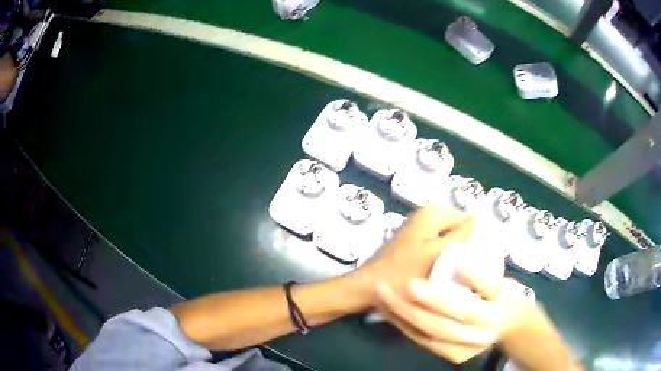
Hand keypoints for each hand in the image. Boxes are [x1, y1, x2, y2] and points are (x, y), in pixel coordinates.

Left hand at [353, 206, 472, 303]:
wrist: (368, 289)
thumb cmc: (402, 273)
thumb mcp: (438, 254)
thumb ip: (461, 235)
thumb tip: (482, 218)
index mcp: (432, 213)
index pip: (468, 220)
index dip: (476, 241)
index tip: (478, 264)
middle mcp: (426, 216)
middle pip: (458, 230)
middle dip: (465, 249)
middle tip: (468, 272)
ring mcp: (419, 230)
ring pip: (449, 241)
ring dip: (454, 256)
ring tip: (457, 276)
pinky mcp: (414, 244)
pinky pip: (438, 249)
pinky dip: (443, 259)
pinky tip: (443, 276)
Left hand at [375, 274, 532, 363]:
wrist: (506, 325)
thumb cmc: (502, 297)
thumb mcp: (498, 283)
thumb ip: (481, 277)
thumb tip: (460, 265)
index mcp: (491, 317)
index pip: (462, 309)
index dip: (436, 299)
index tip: (409, 284)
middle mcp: (475, 338)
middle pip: (438, 326)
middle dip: (408, 309)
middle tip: (383, 289)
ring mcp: (461, 350)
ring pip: (426, 336)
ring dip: (400, 317)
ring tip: (381, 298)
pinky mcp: (451, 354)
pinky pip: (423, 341)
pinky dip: (404, 326)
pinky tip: (389, 312)